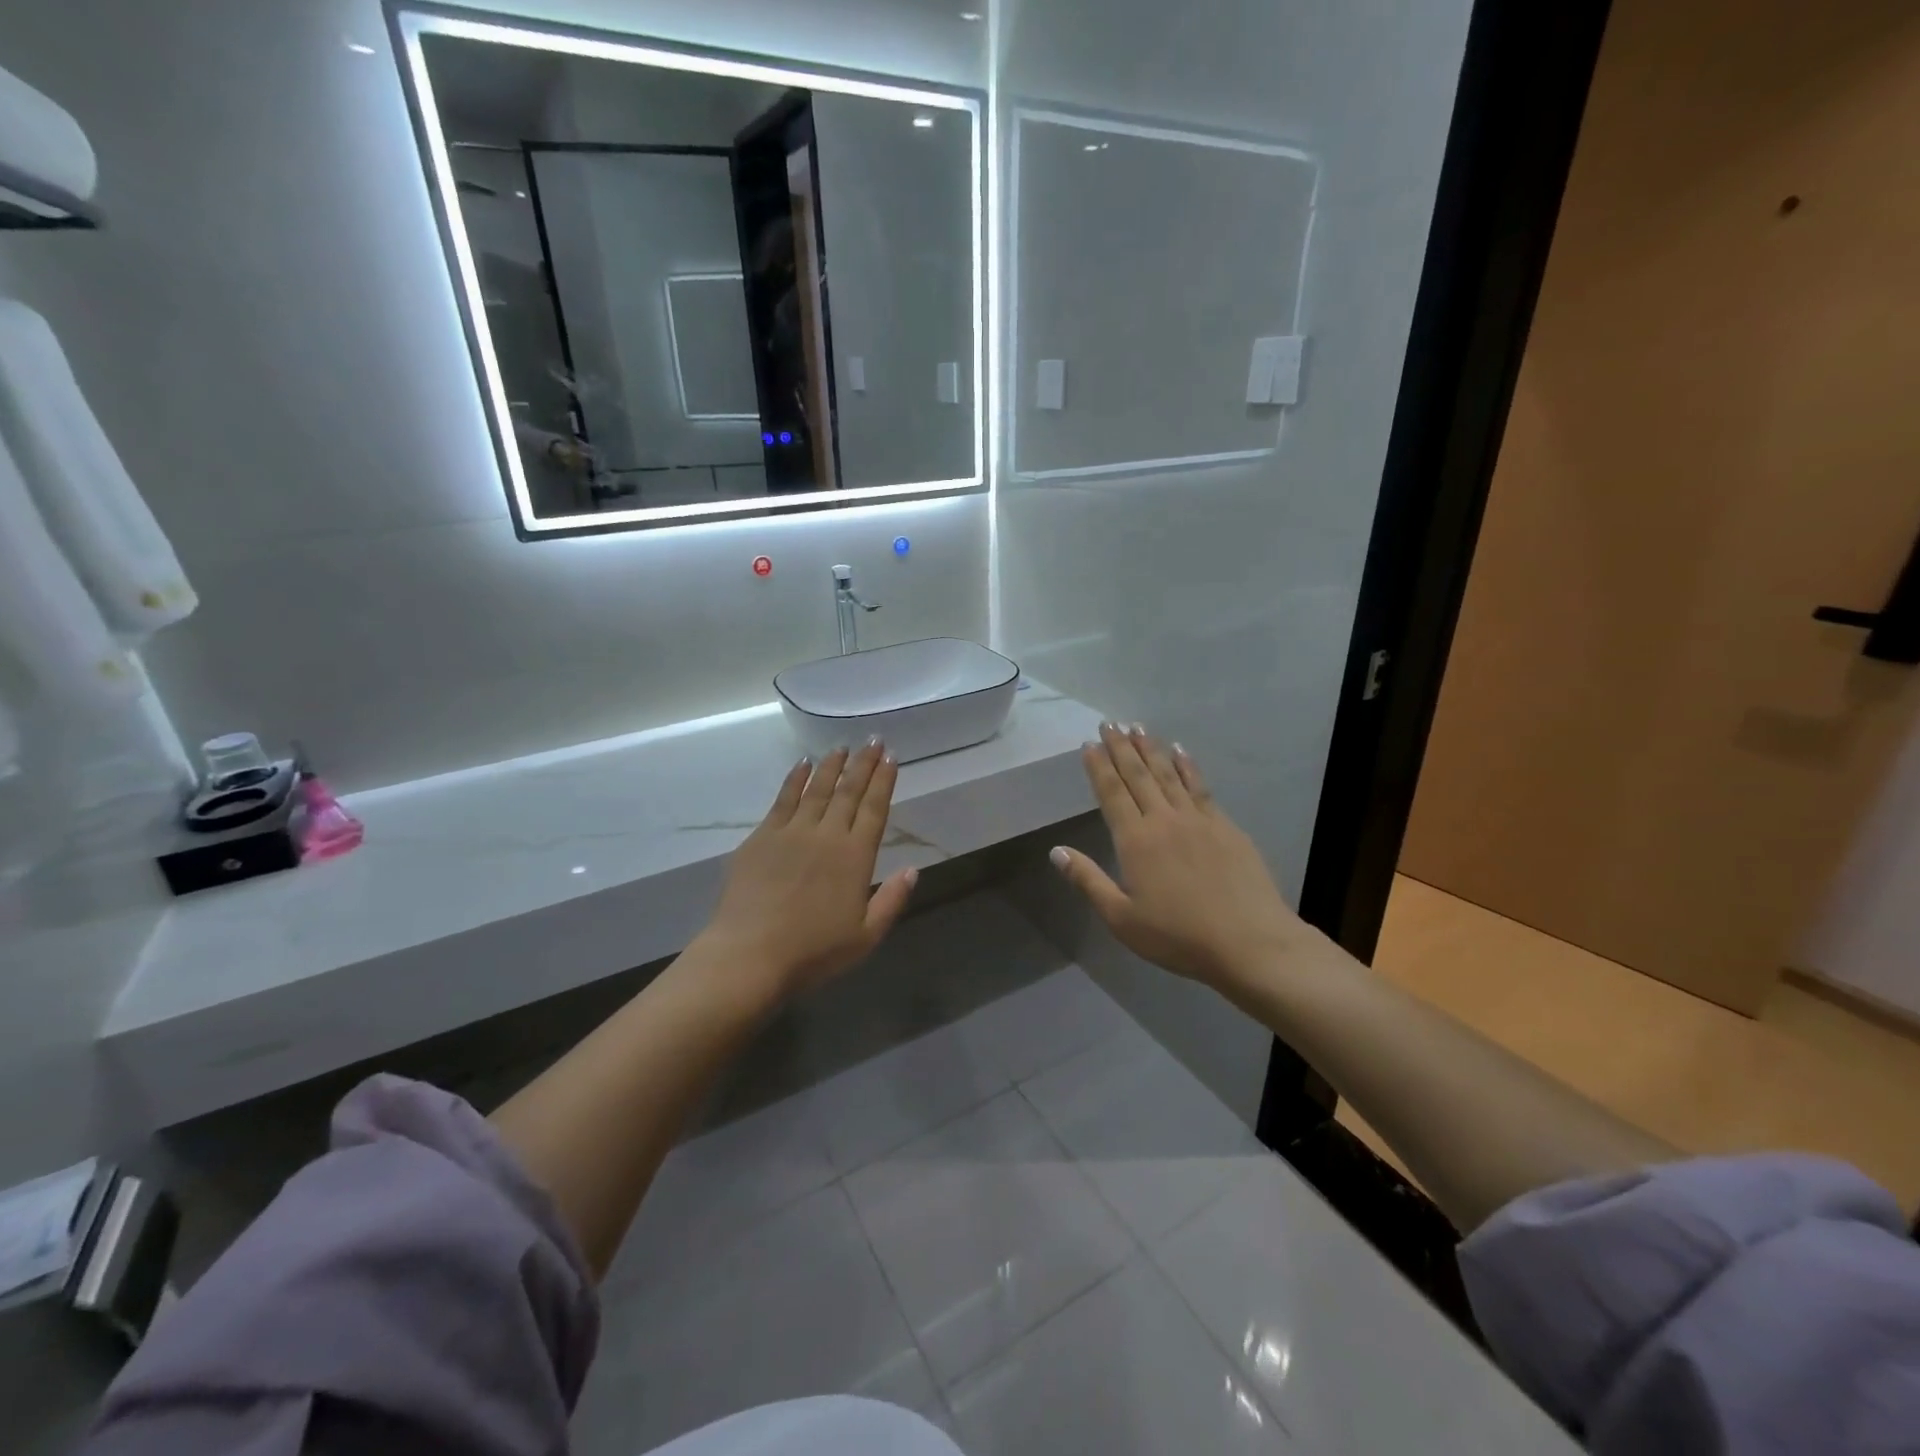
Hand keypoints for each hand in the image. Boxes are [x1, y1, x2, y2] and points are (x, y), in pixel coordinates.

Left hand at [693, 741, 916, 1003]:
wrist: (750, 954)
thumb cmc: (813, 952)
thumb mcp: (866, 936)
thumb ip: (891, 900)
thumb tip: (913, 869)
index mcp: (856, 857)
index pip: (874, 809)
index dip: (884, 781)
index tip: (891, 758)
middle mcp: (827, 835)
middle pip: (849, 791)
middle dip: (863, 763)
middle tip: (874, 740)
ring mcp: (792, 832)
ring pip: (817, 788)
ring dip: (831, 765)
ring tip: (842, 747)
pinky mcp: (762, 836)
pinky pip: (783, 799)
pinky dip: (795, 779)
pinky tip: (802, 765)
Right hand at [1051, 724, 1306, 995]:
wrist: (1249, 942)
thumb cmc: (1178, 937)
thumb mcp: (1122, 918)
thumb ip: (1088, 881)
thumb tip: (1056, 851)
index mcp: (1135, 841)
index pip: (1112, 793)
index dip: (1099, 767)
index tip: (1089, 744)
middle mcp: (1164, 820)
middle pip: (1139, 775)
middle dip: (1121, 747)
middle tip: (1110, 723)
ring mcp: (1198, 819)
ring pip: (1169, 774)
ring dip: (1151, 748)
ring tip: (1138, 727)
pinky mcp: (1226, 826)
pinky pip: (1200, 786)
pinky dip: (1187, 765)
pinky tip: (1181, 752)